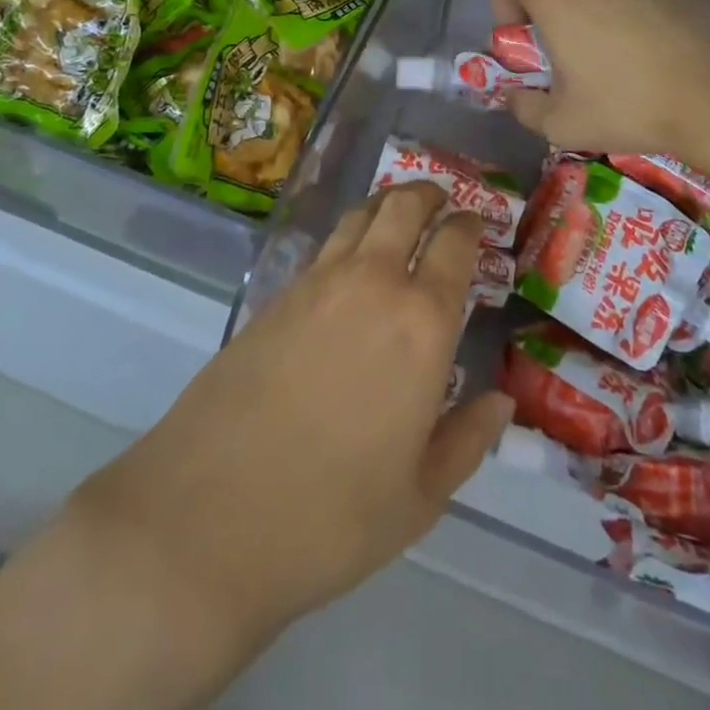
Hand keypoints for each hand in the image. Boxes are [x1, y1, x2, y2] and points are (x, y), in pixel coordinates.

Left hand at [64, 184, 511, 656]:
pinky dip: (348, 237)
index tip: (477, 222)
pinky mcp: (275, 296)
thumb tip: (501, 401)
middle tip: (440, 200)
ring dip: (386, 205)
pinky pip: (325, 248)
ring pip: (359, 216)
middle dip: (427, 194)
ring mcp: (317, 284)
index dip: (469, 223)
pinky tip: (349, 264)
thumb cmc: (332, 516)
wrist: (208, 516)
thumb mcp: (419, 496)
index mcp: (422, 323)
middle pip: (403, 206)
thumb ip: (467, 440)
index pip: (454, 245)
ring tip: (398, 214)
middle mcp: (373, 283)